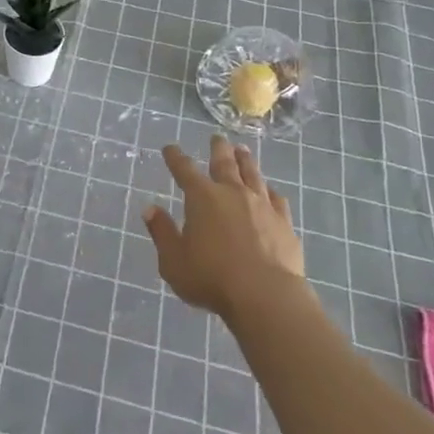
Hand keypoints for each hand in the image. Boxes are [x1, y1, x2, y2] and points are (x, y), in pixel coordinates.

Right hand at [143, 136, 306, 321]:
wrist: (266, 296)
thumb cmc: (212, 278)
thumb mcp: (173, 260)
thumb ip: (162, 232)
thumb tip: (150, 208)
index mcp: (202, 197)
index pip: (184, 169)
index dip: (175, 157)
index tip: (170, 148)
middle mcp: (232, 192)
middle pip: (224, 163)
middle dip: (218, 148)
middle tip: (217, 137)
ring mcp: (261, 205)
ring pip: (252, 174)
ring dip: (246, 160)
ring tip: (243, 151)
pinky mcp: (284, 222)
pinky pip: (277, 199)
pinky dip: (271, 191)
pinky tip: (271, 191)